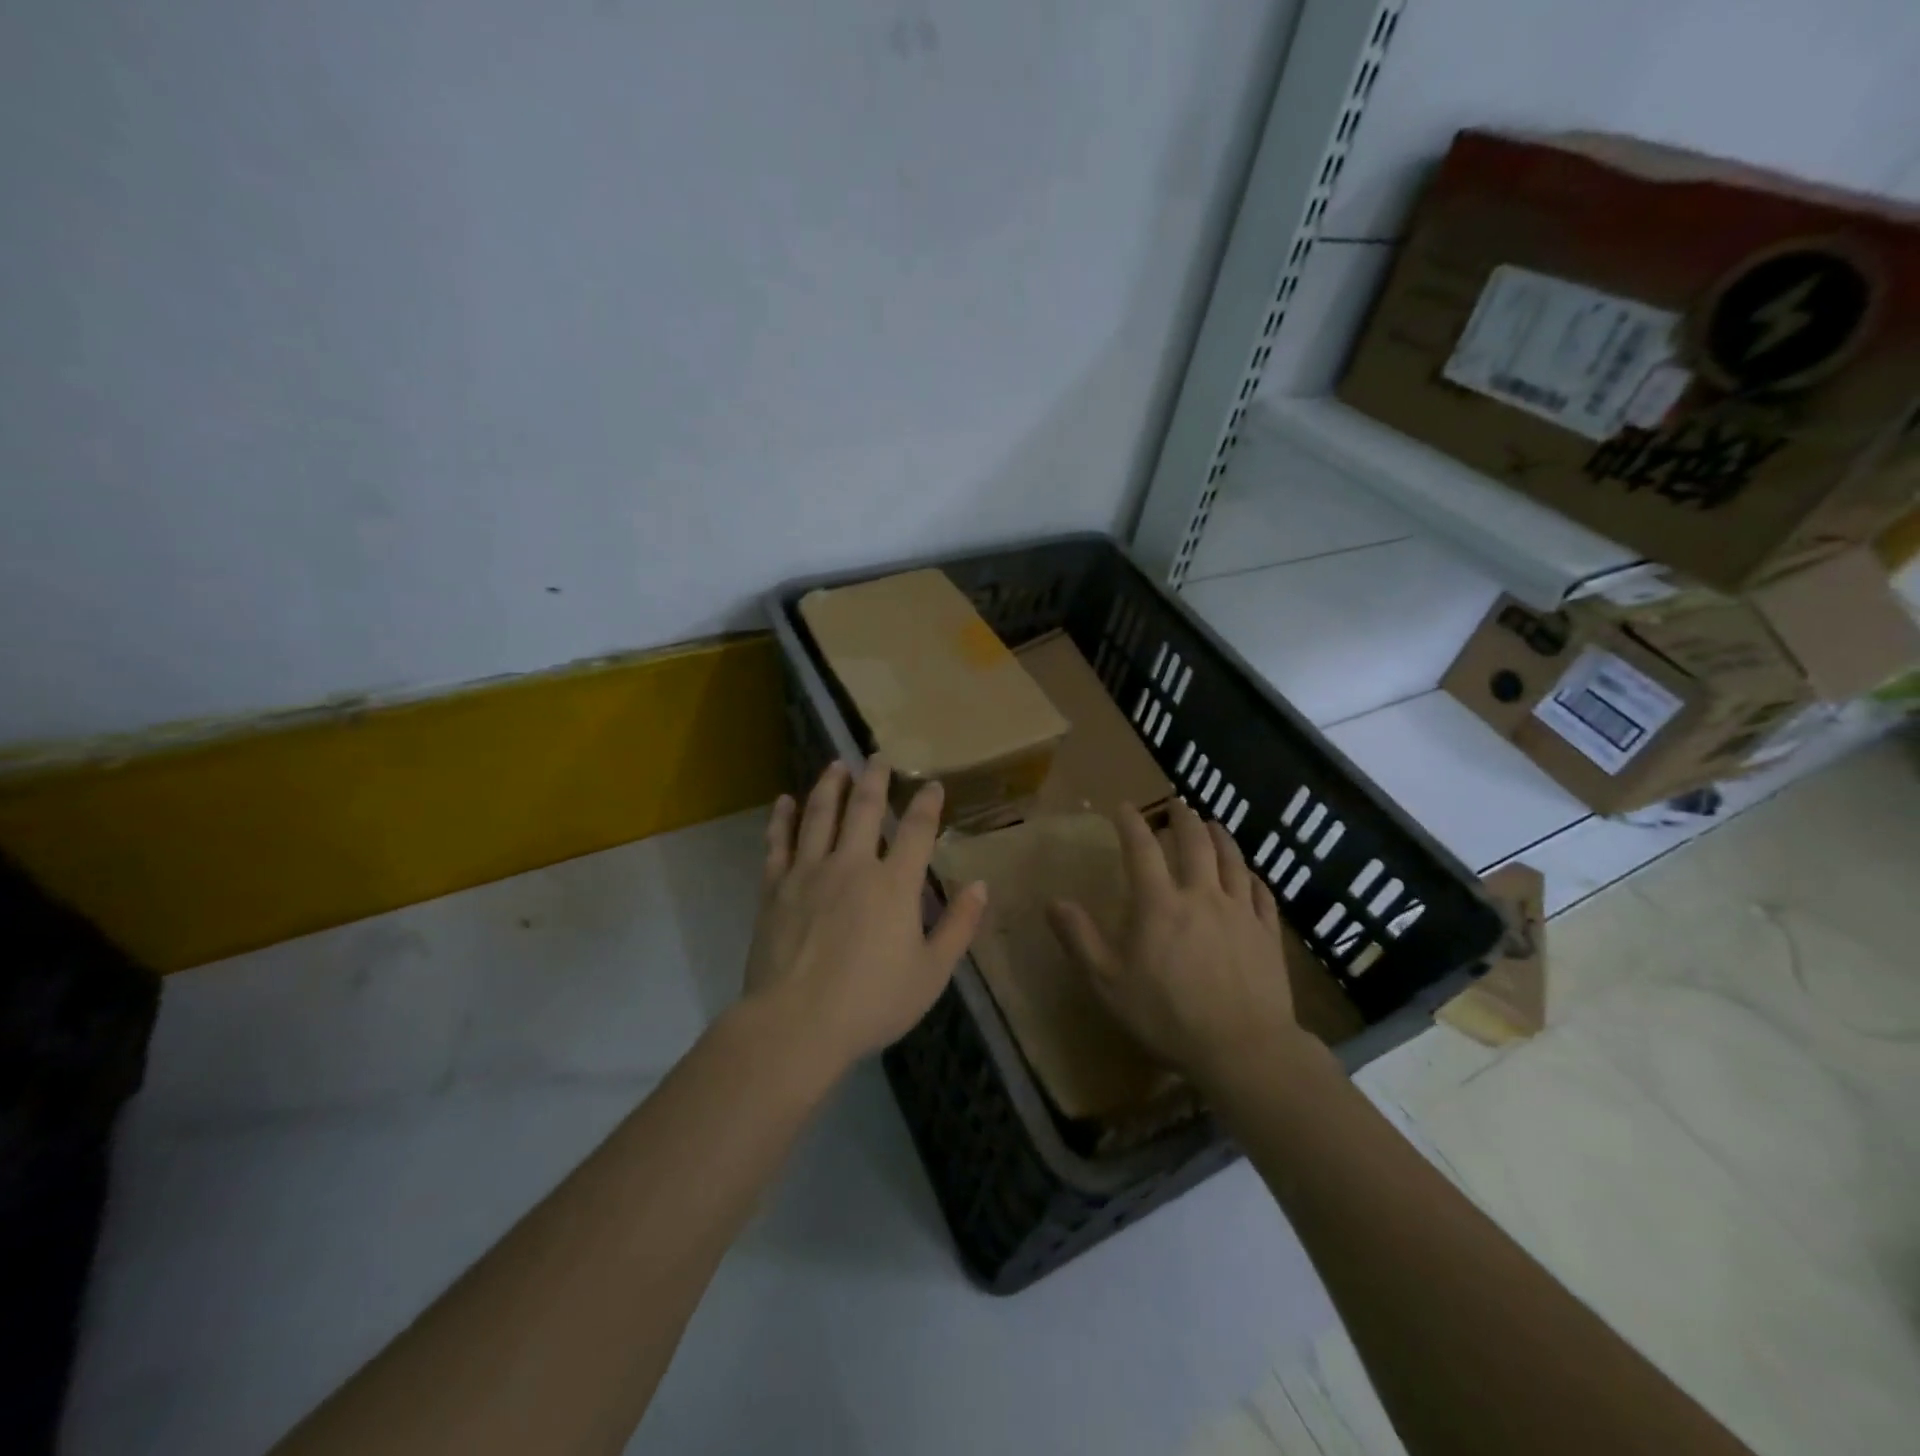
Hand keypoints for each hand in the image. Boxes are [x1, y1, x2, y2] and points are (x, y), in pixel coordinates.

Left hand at [743, 757, 987, 1074]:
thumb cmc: (872, 1002)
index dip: (926, 804)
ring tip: (836, 765)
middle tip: (877, 757)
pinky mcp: (775, 888)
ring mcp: (809, 872)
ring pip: (820, 815)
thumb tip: (981, 885)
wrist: (796, 1024)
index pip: (917, 830)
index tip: (931, 784)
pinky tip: (784, 801)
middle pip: (864, 809)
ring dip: (829, 786)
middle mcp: (852, 865)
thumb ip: (958, 926)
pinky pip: (778, 843)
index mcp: (894, 884)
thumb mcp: (931, 973)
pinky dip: (782, 819)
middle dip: (874, 779)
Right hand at [1047, 802, 1303, 1085]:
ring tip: (1213, 824)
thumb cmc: (1167, 1016)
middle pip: (1195, 843)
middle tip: (1177, 803)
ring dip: (1220, 837)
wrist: (1242, 1048)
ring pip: (1232, 861)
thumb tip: (1053, 902)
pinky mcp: (1268, 934)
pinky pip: (1262, 894)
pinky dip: (1253, 876)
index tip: (1124, 807)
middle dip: (1183, 818)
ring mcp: (1240, 912)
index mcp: (1159, 904)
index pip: (1141, 849)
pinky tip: (1250, 874)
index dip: (1131, 823)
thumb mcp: (1108, 982)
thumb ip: (1079, 939)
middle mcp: (1201, 896)